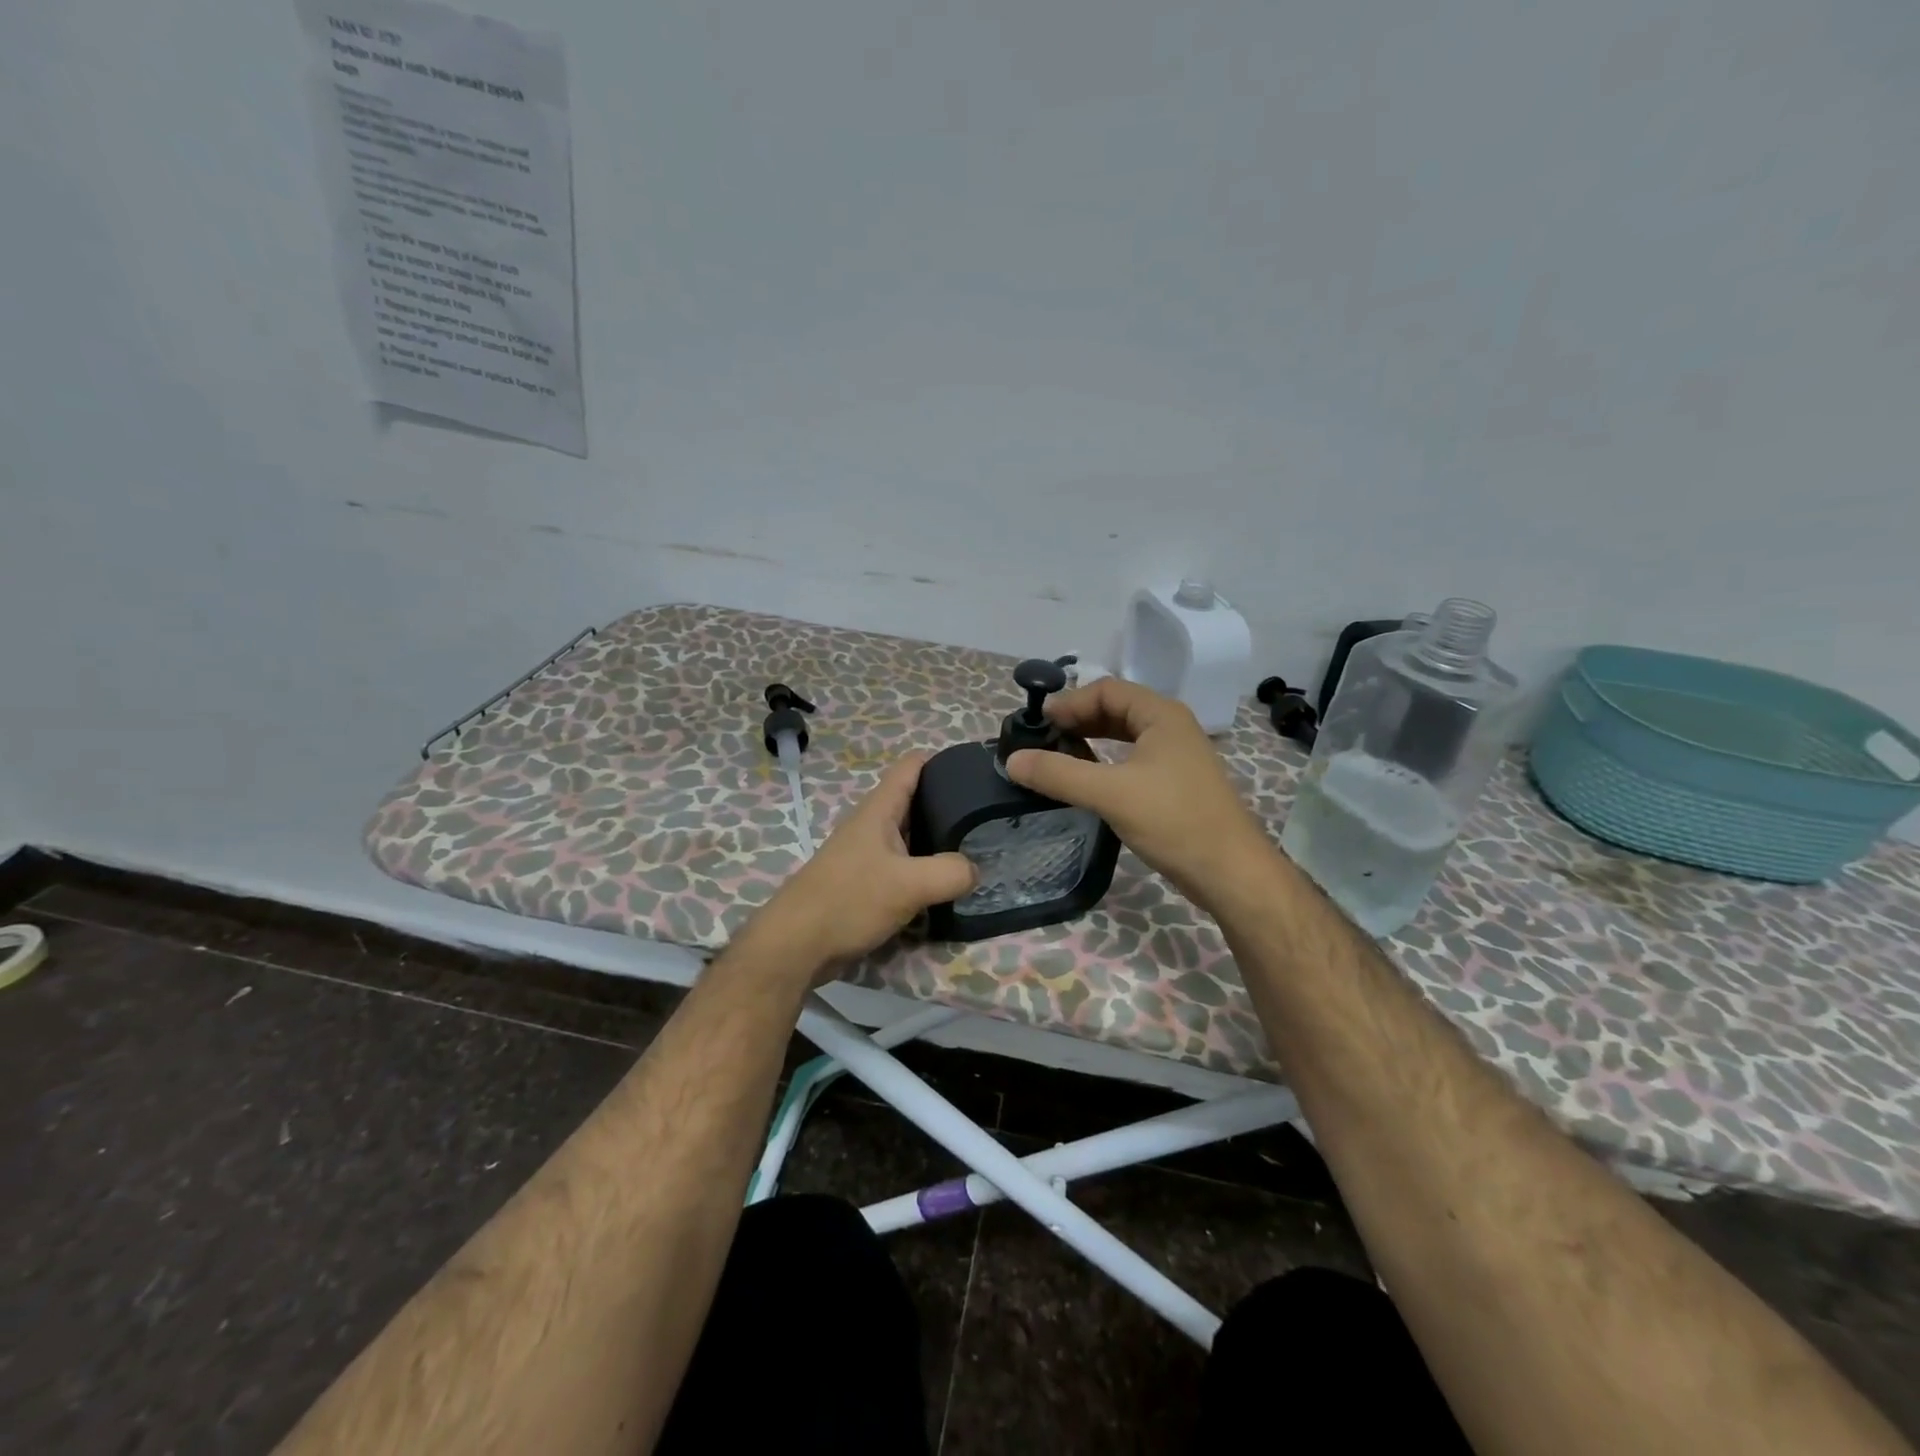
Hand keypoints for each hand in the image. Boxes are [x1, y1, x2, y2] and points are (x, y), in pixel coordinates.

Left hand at [748, 752, 975, 979]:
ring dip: (938, 841)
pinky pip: (902, 867)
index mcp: (879, 811)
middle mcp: (872, 825)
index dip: (943, 762)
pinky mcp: (864, 883)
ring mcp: (866, 855)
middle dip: (948, 804)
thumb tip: (974, 870)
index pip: (912, 766)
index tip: (976, 772)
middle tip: (986, 817)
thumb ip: (950, 873)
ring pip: (910, 837)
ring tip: (976, 849)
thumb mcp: (909, 885)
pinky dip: (924, 870)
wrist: (796, 945)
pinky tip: (945, 886)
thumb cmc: (850, 901)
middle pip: (915, 801)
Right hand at [1006, 677, 1270, 910]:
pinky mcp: (1174, 782)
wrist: (1230, 871)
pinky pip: (1131, 759)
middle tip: (1041, 740)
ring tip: (1055, 757)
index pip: (1106, 689)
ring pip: (1123, 735)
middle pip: (1114, 708)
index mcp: (1161, 715)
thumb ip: (1059, 774)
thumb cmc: (1174, 821)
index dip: (1069, 702)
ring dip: (1089, 740)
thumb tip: (1012, 759)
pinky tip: (1085, 780)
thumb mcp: (1111, 794)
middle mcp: (1170, 727)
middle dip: (1077, 720)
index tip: (1036, 723)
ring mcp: (1175, 755)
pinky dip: (1104, 762)